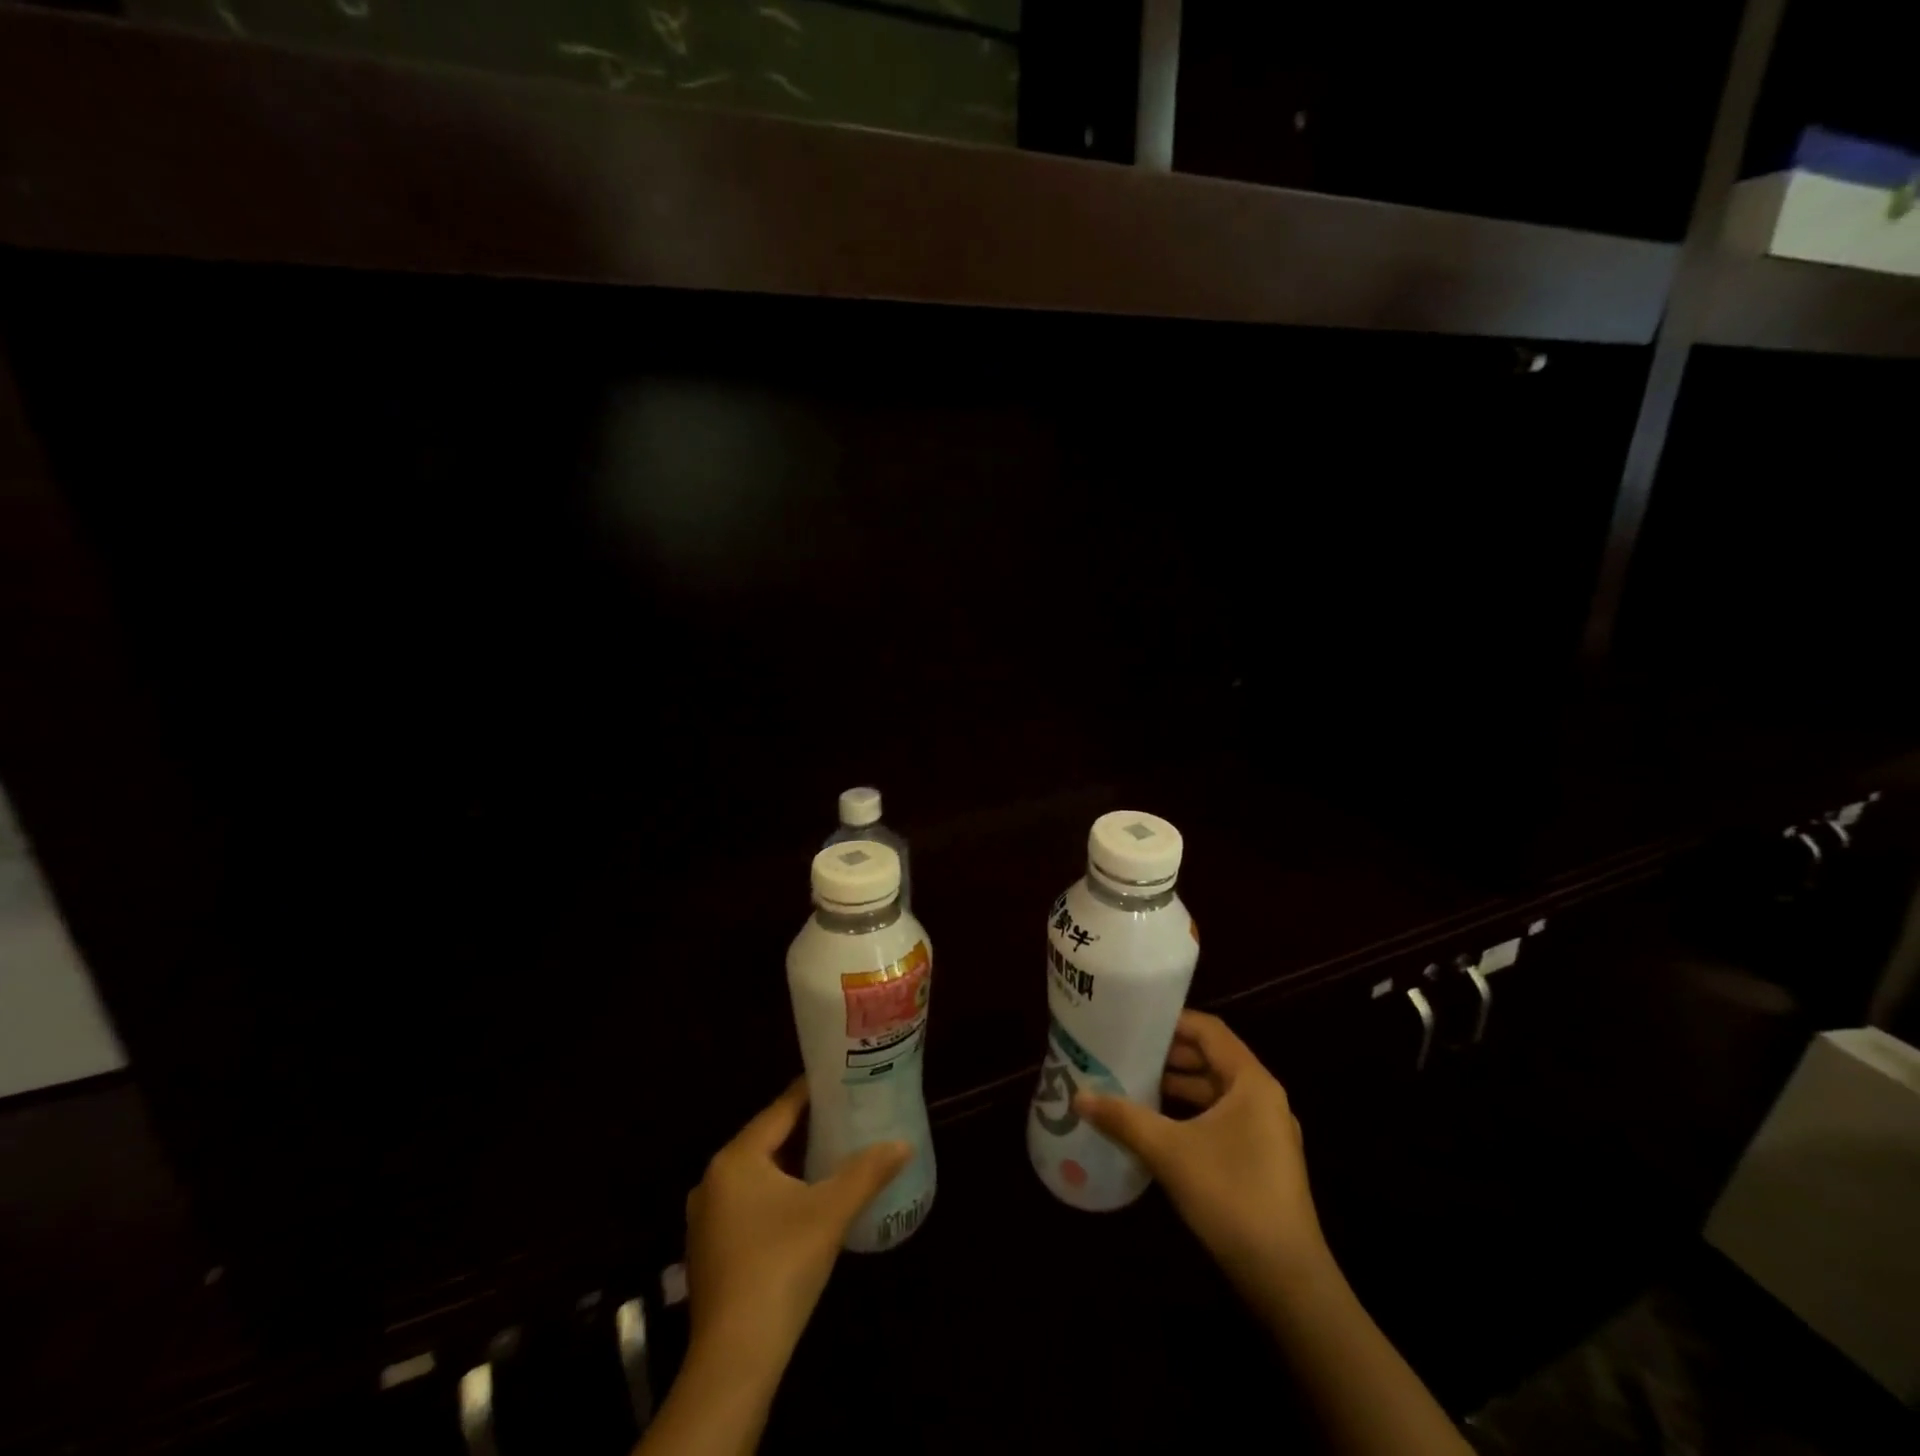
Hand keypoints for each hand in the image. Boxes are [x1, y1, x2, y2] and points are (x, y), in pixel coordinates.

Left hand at [684, 1079, 909, 1373]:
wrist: (735, 1358)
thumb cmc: (781, 1265)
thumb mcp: (831, 1212)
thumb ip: (868, 1171)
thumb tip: (904, 1143)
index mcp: (736, 1158)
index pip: (780, 1109)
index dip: (812, 1093)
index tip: (842, 1080)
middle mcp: (713, 1179)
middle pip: (767, 1140)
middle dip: (805, 1129)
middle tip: (846, 1116)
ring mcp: (706, 1218)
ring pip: (757, 1174)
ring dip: (791, 1164)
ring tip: (831, 1154)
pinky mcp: (710, 1251)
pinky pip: (747, 1204)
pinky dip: (775, 1194)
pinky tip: (803, 1204)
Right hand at [1074, 1010, 1328, 1301]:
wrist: (1286, 1278)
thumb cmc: (1231, 1195)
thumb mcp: (1169, 1151)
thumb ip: (1124, 1118)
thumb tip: (1080, 1096)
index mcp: (1252, 1082)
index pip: (1210, 1030)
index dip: (1172, 1021)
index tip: (1134, 1020)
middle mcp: (1263, 1098)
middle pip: (1213, 1059)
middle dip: (1170, 1055)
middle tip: (1126, 1050)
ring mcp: (1266, 1132)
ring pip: (1216, 1092)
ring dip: (1178, 1086)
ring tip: (1134, 1083)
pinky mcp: (1262, 1161)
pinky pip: (1222, 1119)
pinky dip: (1191, 1114)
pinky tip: (1158, 1126)